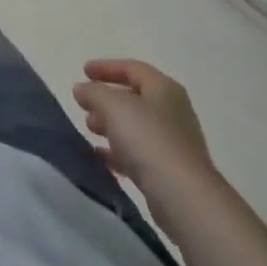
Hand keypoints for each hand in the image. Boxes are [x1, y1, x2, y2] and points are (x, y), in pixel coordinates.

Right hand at [73, 59, 215, 199]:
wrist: (184, 198)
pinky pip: (139, 154)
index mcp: (164, 89)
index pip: (132, 68)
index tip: (83, 71)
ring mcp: (174, 144)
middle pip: (134, 98)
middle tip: (84, 106)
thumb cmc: (148, 139)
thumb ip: (93, 92)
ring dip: (111, 126)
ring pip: (136, 127)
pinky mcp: (170, 172)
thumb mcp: (112, 105)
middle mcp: (173, 112)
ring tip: (90, 130)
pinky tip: (100, 157)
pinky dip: (118, 152)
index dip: (106, 67)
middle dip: (106, 100)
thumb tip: (82, 89)